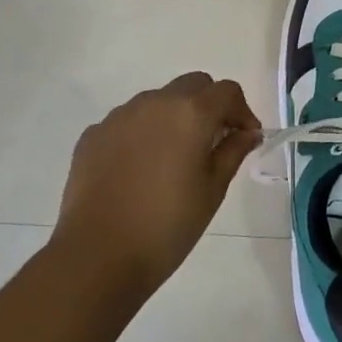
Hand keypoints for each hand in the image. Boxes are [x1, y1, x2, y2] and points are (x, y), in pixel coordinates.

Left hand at [54, 72, 262, 300]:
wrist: (98, 255)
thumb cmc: (167, 225)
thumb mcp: (212, 190)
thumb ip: (232, 152)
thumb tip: (247, 133)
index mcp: (190, 113)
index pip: (227, 91)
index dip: (242, 111)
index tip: (245, 138)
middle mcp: (155, 102)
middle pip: (193, 86)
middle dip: (209, 106)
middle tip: (213, 143)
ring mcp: (119, 116)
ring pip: (158, 101)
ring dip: (174, 117)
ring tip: (173, 158)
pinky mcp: (94, 134)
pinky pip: (128, 122)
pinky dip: (142, 134)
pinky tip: (139, 170)